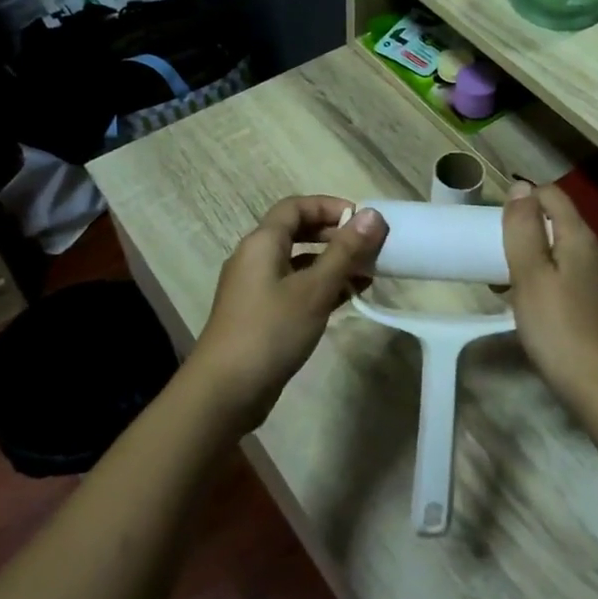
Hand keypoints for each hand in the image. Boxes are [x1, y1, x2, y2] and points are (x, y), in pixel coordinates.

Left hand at [187, 196, 387, 429]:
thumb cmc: (271, 331)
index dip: (329, 206)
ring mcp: (255, 288)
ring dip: (331, 263)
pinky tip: (347, 298)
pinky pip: (294, 288)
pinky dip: (320, 287)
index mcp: (262, 243)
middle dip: (334, 235)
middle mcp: (255, 258)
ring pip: (298, 263)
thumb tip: (372, 215)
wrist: (225, 391)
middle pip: (297, 232)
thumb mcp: (314, 289)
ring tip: (366, 274)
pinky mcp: (260, 315)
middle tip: (368, 248)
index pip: (295, 206)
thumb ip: (345, 251)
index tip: (362, 220)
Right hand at [502, 183, 597, 422]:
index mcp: (582, 238)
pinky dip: (548, 280)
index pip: (553, 195)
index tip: (495, 224)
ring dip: (534, 259)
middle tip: (495, 257)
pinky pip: (570, 277)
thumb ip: (523, 228)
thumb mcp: (530, 275)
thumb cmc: (558, 328)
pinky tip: (533, 306)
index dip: (523, 199)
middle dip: (526, 232)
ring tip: (507, 285)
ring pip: (563, 252)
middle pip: (558, 224)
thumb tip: (521, 187)